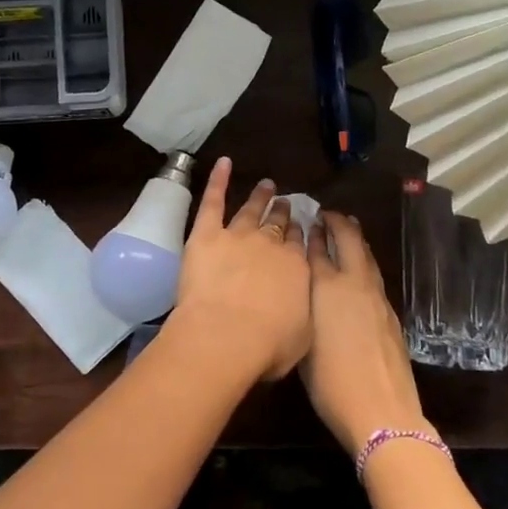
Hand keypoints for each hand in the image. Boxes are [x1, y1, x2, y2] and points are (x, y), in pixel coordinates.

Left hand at [171, 157, 311, 380]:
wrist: (226, 335)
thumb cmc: (267, 345)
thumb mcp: (301, 334)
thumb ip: (301, 311)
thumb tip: (298, 303)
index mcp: (296, 268)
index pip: (299, 245)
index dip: (298, 234)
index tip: (299, 227)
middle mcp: (270, 245)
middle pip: (278, 225)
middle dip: (283, 213)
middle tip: (285, 202)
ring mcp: (238, 235)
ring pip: (251, 210)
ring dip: (259, 197)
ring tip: (266, 185)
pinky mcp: (206, 234)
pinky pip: (213, 200)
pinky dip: (217, 180)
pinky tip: (223, 163)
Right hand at [301, 211, 428, 454]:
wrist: (381, 410)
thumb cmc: (330, 382)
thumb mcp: (303, 343)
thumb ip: (302, 309)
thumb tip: (302, 292)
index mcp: (326, 289)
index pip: (316, 250)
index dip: (311, 233)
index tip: (307, 219)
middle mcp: (353, 285)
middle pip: (349, 241)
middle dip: (339, 223)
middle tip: (329, 214)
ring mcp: (377, 299)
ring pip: (367, 257)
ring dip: (357, 240)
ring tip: (348, 228)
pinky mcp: (391, 315)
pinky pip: (375, 276)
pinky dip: (365, 263)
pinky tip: (361, 270)